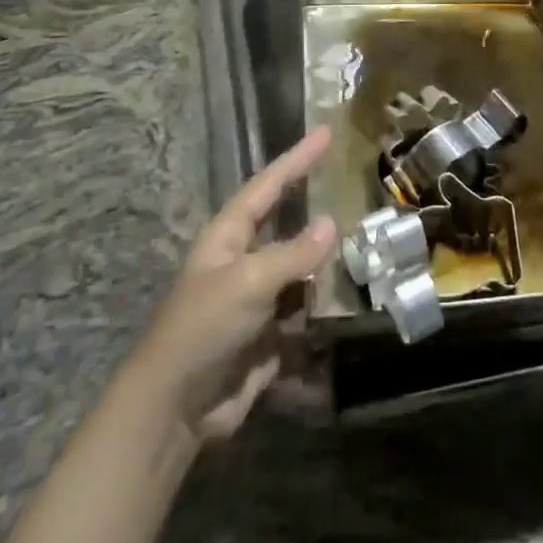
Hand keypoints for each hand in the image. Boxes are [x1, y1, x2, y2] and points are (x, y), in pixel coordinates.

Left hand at [124, 127, 335, 445]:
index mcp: (230, 236)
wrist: (174, 409)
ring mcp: (257, 300)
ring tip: (368, 247)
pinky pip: (305, 314)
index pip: (269, 185)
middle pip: (288, 226)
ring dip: (327, 266)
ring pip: (301, 271)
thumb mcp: (249, 281)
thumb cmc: (203, 327)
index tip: (326, 132)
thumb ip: (293, 253)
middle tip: (355, 187)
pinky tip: (352, 303)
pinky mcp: (269, 337)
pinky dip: (323, 310)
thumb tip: (330, 223)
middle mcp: (245, 261)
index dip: (298, 159)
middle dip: (317, 210)